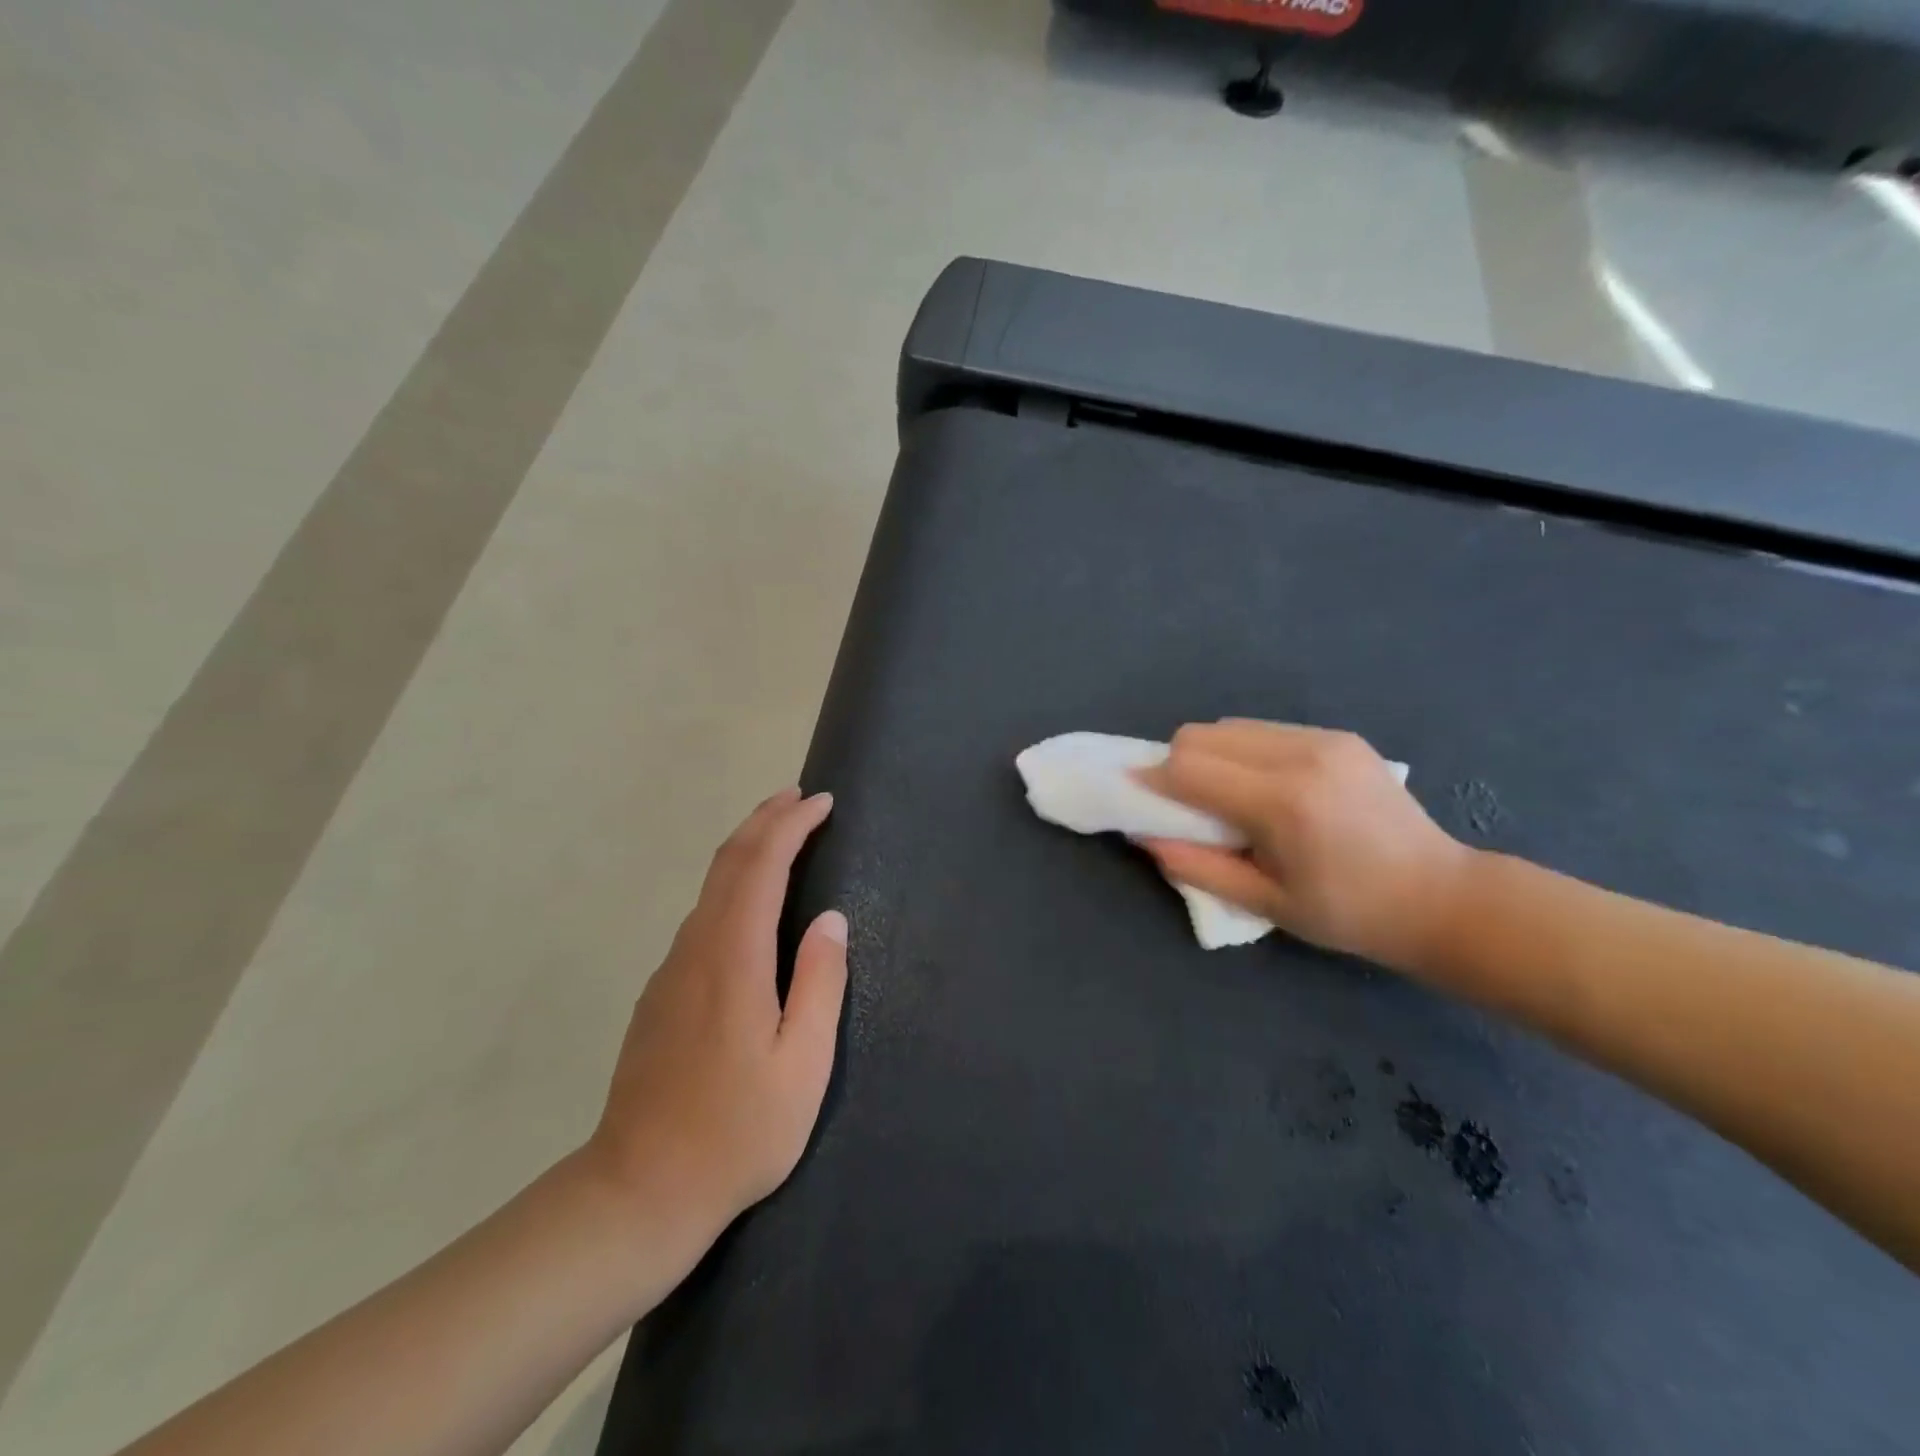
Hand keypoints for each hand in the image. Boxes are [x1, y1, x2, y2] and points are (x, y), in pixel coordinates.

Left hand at [582, 789, 847, 1244]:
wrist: (636, 1193)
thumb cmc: (736, 1134)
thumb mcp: (803, 1066)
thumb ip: (820, 984)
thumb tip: (830, 920)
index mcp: (734, 960)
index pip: (760, 867)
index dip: (790, 826)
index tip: (821, 803)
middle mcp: (696, 951)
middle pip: (727, 863)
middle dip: (764, 820)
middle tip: (800, 797)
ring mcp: (671, 971)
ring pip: (710, 887)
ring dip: (747, 849)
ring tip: (783, 835)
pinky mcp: (661, 994)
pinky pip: (702, 916)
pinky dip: (732, 884)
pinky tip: (751, 900)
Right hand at [1139, 721, 1470, 970]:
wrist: (1439, 897)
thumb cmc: (1347, 914)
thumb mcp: (1264, 903)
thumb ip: (1195, 866)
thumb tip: (1141, 834)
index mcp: (1282, 804)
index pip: (1188, 766)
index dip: (1152, 780)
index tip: (1139, 799)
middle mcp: (1300, 756)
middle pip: (1201, 734)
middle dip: (1177, 765)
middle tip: (1187, 805)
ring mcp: (1323, 740)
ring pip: (1230, 726)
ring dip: (1210, 756)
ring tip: (1229, 797)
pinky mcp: (1338, 736)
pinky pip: (1264, 730)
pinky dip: (1243, 752)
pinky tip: (1264, 787)